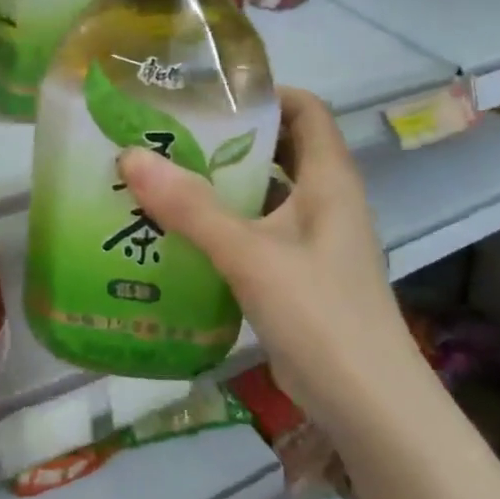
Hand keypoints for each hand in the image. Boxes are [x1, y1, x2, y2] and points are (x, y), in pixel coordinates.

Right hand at [118, 89, 424, 433]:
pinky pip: (257, 235)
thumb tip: (131, 156)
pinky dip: (223, 227)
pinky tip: (179, 236)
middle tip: (169, 135)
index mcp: (329, 180)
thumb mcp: (251, 255)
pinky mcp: (298, 277)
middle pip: (279, 150)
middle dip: (228, 139)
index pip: (306, 110)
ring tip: (162, 180)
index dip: (264, 93)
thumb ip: (191, 208)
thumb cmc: (320, 315)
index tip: (207, 94)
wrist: (368, 406)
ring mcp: (313, 242)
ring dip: (221, 186)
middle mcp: (325, 202)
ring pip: (264, 196)